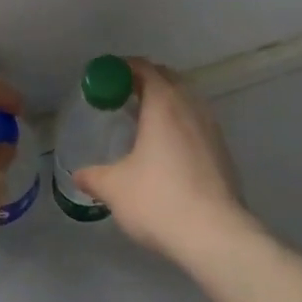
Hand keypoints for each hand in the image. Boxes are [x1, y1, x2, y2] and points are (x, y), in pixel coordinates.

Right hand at [72, 59, 254, 265]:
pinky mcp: (223, 150)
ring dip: (166, 101)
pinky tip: (168, 148)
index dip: (124, 67)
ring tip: (145, 121)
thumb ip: (94, 177)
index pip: (144, 68)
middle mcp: (190, 105)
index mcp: (164, 103)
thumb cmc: (159, 200)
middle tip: (123, 95)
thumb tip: (78, 175)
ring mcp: (211, 127)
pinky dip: (181, 122)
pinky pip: (197, 122)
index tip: (106, 76)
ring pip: (186, 99)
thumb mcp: (115, 188)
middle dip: (146, 81)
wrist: (215, 234)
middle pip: (168, 78)